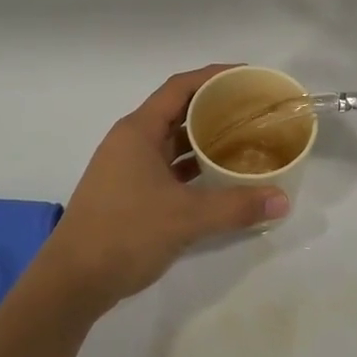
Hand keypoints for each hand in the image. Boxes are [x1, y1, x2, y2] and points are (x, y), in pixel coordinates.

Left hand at [38, 65, 288, 310]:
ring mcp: (127, 167)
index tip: (247, 77)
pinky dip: (192, 166)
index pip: (179, 87)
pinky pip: (167, 166)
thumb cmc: (125, 233)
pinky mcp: (128, 192)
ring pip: (171, 141)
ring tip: (243, 140)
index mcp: (138, 131)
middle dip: (214, 108)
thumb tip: (282, 200)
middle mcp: (131, 141)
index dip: (213, 76)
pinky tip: (217, 177)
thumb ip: (236, 206)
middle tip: (253, 111)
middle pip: (177, 111)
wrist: (73, 280)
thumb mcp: (186, 218)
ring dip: (203, 139)